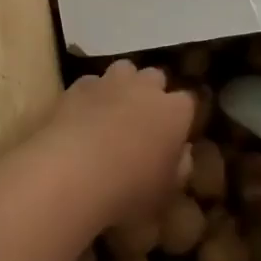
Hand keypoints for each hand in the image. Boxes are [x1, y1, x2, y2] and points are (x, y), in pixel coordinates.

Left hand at [28, 60, 193, 226]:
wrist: (72, 174)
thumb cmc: (129, 189)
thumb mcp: (167, 191)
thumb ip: (180, 166)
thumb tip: (182, 151)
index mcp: (175, 112)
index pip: (188, 101)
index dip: (181, 116)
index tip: (175, 133)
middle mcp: (145, 88)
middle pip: (155, 77)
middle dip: (152, 92)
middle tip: (144, 120)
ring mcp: (110, 82)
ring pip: (124, 70)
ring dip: (123, 85)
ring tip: (113, 111)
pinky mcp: (78, 86)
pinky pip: (90, 82)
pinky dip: (91, 94)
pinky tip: (82, 116)